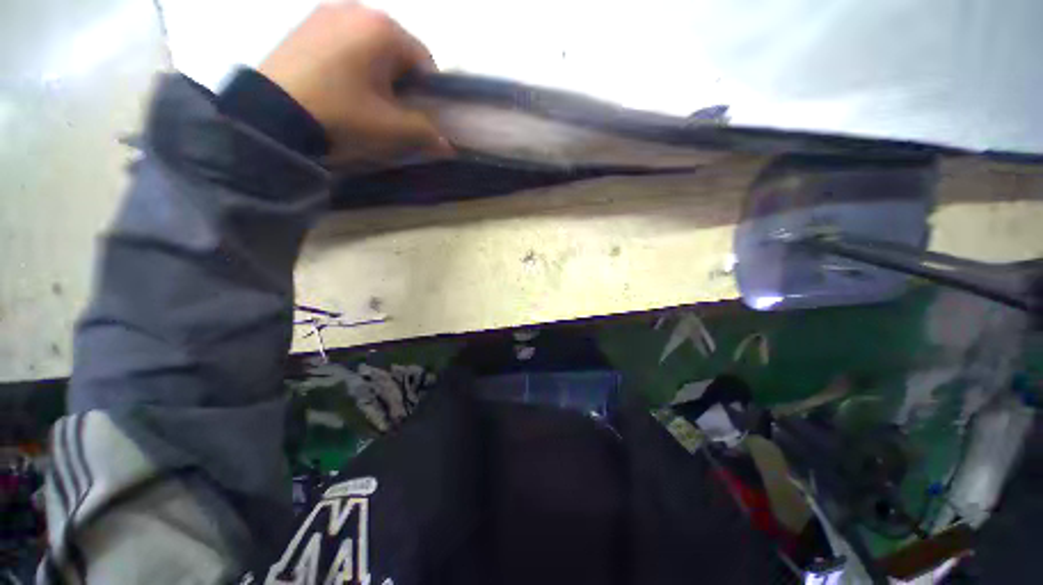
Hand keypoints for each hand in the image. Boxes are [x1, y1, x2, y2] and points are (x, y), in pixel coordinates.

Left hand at [258, 2, 451, 163]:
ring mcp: (328, 11)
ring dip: (379, 73)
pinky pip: (346, 42)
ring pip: (372, 47)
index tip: (421, 116)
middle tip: (393, 111)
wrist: (270, 115)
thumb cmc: (341, 114)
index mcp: (383, 29)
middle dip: (403, 82)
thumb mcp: (390, 128)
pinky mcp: (307, 23)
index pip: (424, 61)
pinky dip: (354, 64)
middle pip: (398, 52)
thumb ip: (426, 133)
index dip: (429, 93)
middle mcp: (358, 9)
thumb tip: (449, 146)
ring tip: (366, 100)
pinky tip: (343, 86)